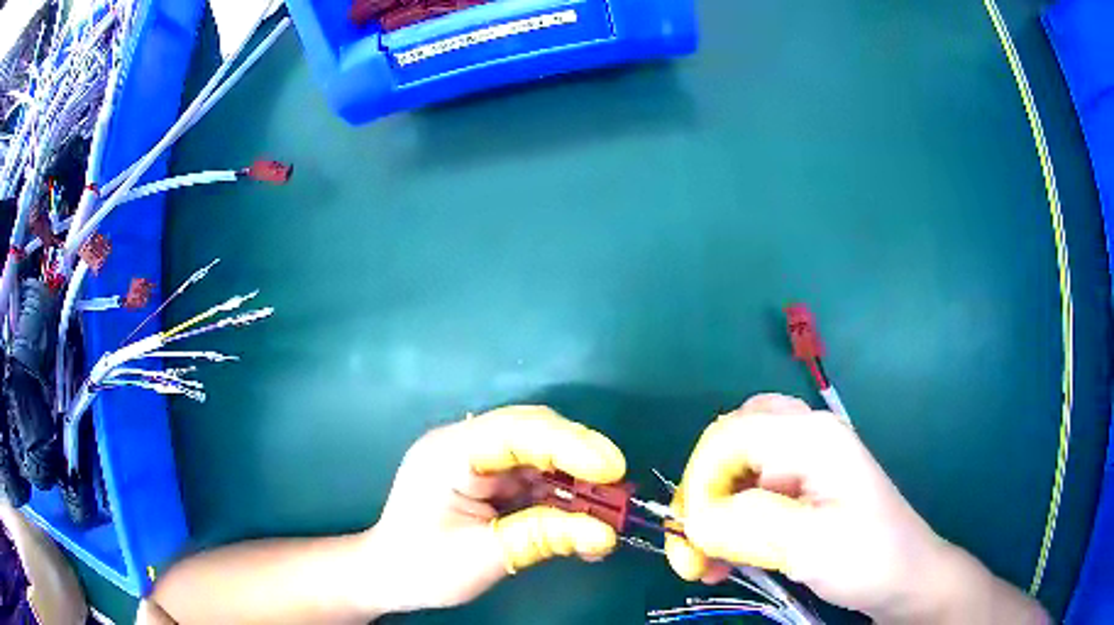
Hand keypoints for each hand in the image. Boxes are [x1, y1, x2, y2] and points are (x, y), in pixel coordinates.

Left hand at [364, 406, 625, 614]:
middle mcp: (465, 445)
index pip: (517, 431)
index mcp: (450, 453)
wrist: (388, 577)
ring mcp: (477, 462)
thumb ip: (544, 538)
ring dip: (577, 482)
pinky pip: (535, 479)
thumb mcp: (484, 556)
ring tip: (608, 512)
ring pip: (541, 457)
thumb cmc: (423, 566)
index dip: (569, 445)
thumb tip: (605, 534)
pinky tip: (583, 522)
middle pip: (534, 434)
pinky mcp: (488, 481)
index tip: (612, 469)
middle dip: (580, 459)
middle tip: (618, 488)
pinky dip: (562, 498)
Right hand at [664, 394, 959, 619]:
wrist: (905, 578)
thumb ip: (746, 525)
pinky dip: (730, 523)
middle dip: (703, 490)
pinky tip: (725, 558)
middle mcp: (804, 437)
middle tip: (691, 537)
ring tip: (704, 559)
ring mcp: (804, 463)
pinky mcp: (803, 491)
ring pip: (738, 469)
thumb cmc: (868, 557)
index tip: (690, 534)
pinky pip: (752, 494)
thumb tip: (693, 521)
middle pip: (731, 442)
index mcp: (810, 436)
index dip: (699, 481)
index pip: (729, 436)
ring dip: (713, 511)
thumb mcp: (809, 545)